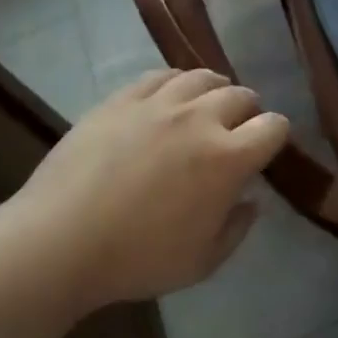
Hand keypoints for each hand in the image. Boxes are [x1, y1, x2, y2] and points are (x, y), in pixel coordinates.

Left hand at [3, 68, 289, 312]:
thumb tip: (251, 200)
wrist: (60, 241)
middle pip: (241, 96)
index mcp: (229, 158)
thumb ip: (237, 228)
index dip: (276, 136)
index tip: (266, 150)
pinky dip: (175, 84)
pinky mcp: (121, 99)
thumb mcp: (203, 261)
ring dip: (215, 91)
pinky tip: (168, 100)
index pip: (274, 126)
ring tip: (205, 109)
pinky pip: (161, 75)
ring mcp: (159, 104)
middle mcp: (201, 119)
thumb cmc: (138, 259)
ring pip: (203, 77)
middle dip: (248, 112)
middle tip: (236, 132)